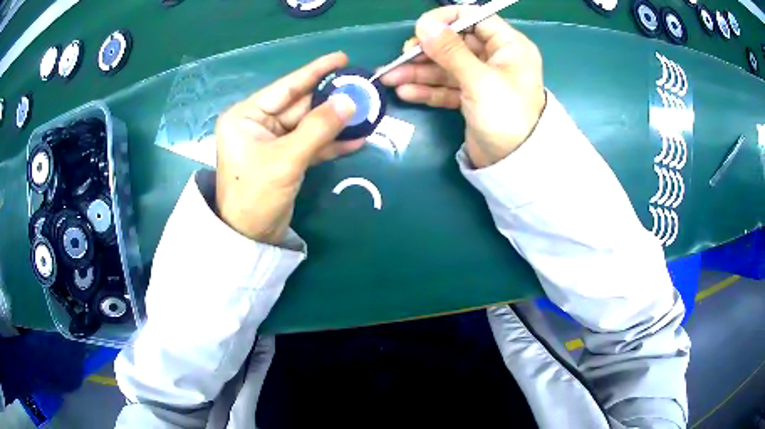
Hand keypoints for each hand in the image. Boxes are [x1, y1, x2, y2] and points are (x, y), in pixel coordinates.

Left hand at [215, 52, 361, 243]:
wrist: (250, 238)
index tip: (342, 58)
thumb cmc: (256, 195)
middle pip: (301, 105)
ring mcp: (273, 141)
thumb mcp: (286, 159)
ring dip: (336, 122)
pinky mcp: (285, 158)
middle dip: (332, 99)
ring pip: (310, 124)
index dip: (315, 71)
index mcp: (246, 115)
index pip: (286, 87)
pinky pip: (311, 144)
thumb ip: (318, 128)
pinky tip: (357, 139)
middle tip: (363, 88)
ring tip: (367, 112)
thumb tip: (350, 101)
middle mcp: (258, 123)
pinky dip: (332, 143)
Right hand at [380, 6, 545, 168]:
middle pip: (454, 44)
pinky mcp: (471, 98)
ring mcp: (481, 79)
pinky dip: (427, 89)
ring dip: (418, 72)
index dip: (446, 20)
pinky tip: (406, 93)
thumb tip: (424, 23)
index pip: (474, 19)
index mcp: (508, 46)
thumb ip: (450, 50)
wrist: (514, 165)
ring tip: (390, 78)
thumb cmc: (506, 116)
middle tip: (402, 58)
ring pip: (446, 67)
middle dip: (425, 51)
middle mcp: (495, 58)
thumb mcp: (479, 80)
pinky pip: (446, 87)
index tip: (421, 29)